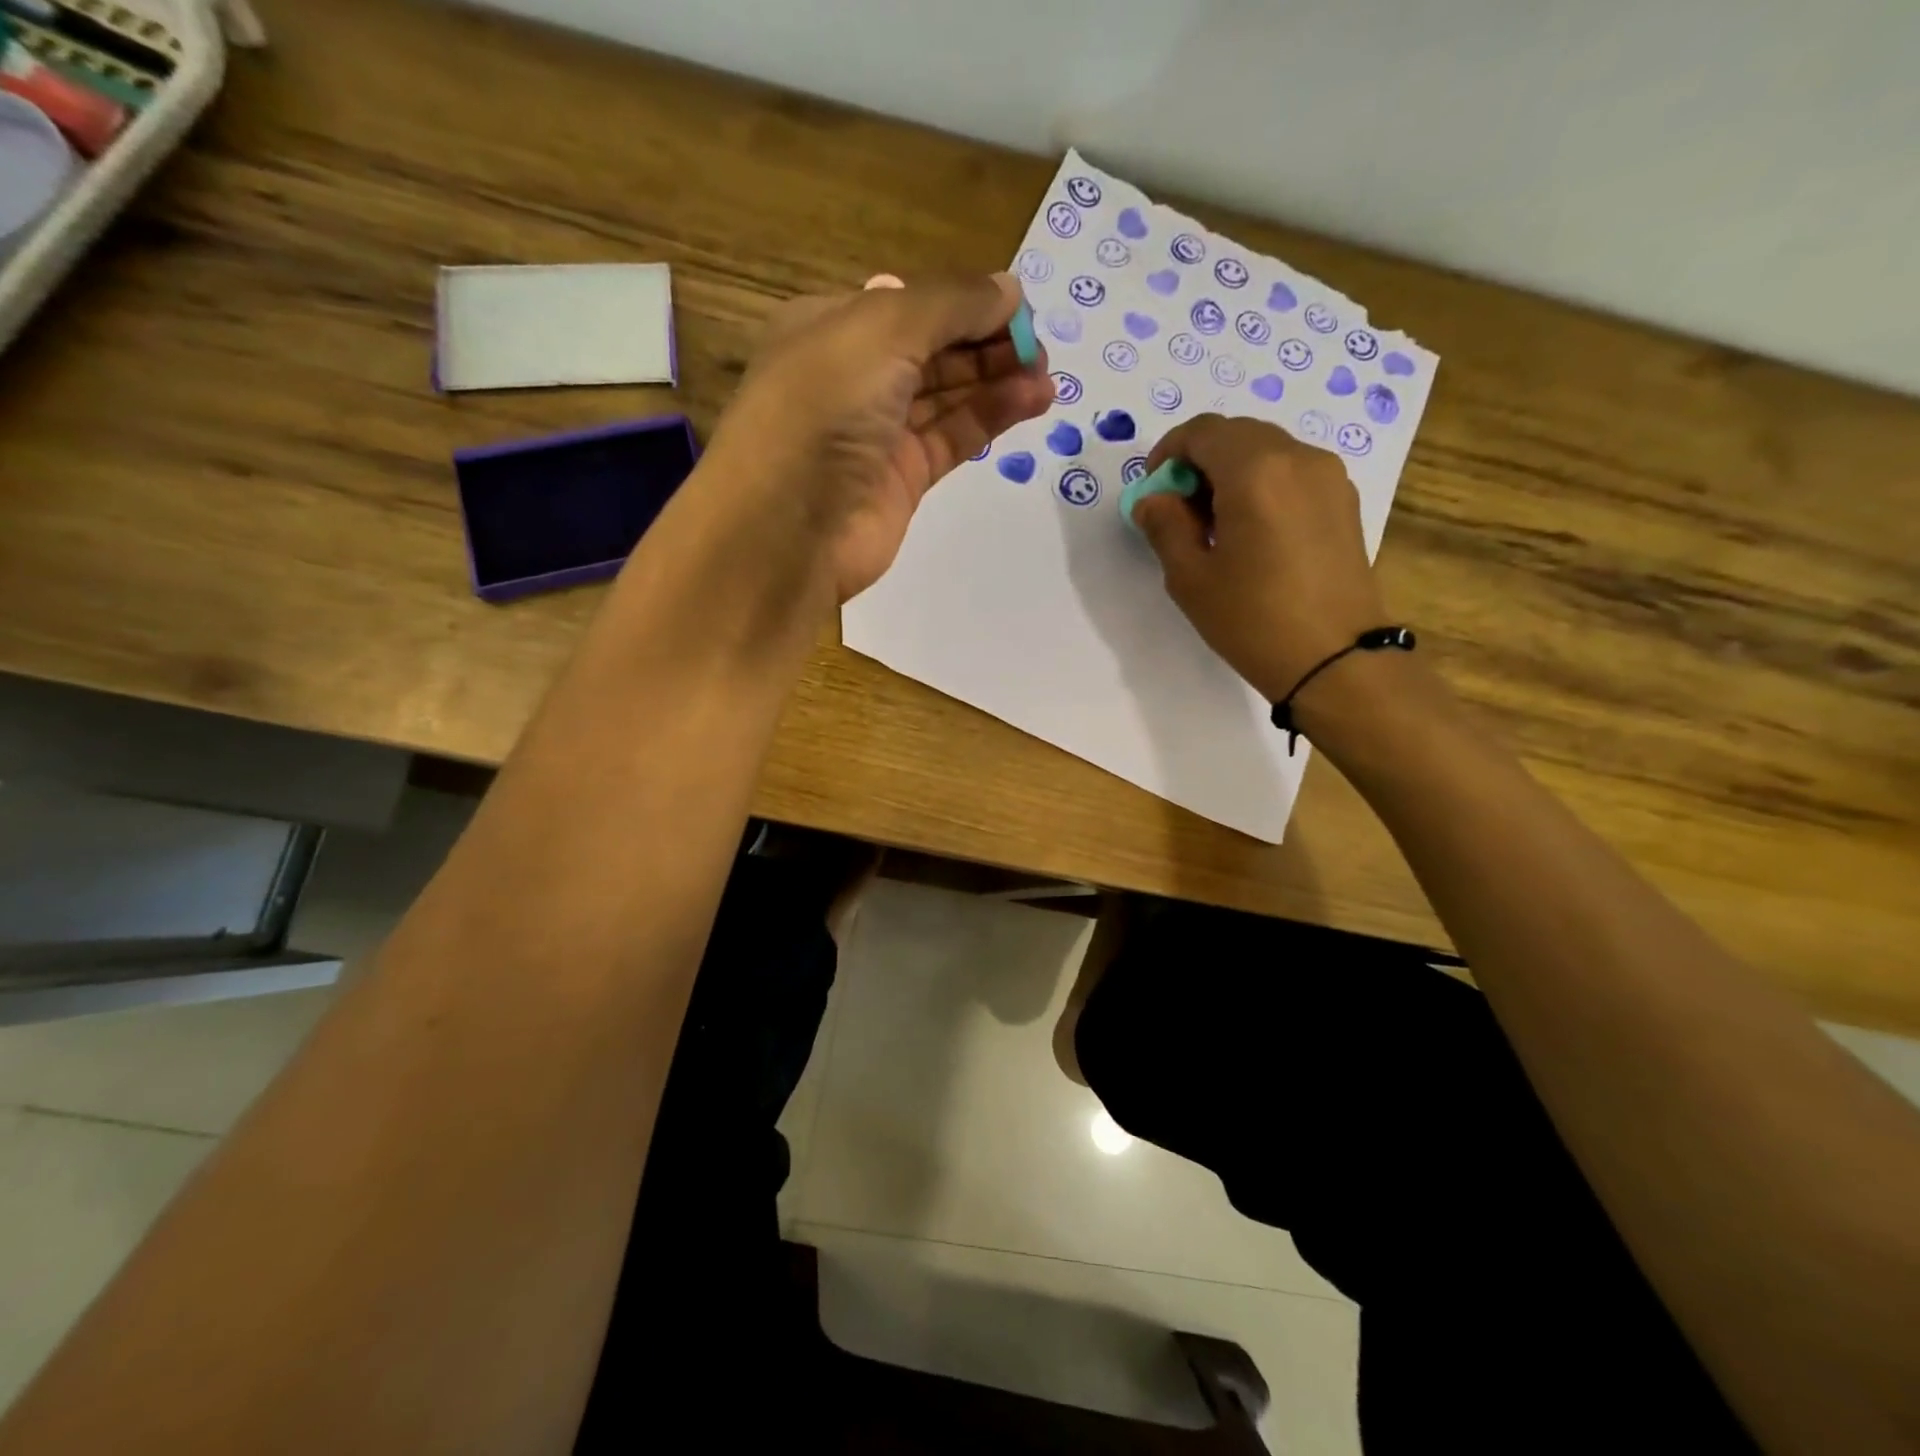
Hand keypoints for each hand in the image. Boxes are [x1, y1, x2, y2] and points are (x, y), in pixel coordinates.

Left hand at [701, 273, 1053, 602]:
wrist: (789, 525)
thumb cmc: (824, 406)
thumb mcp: (884, 328)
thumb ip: (952, 304)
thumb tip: (1010, 289)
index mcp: (833, 328)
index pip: (910, 306)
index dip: (965, 304)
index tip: (1019, 308)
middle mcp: (854, 378)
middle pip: (933, 351)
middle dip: (986, 343)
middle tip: (1038, 349)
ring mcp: (878, 434)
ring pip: (947, 396)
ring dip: (997, 381)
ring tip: (1046, 377)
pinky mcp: (902, 481)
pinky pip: (952, 438)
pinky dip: (989, 418)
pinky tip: (1029, 402)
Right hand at [1132, 415, 1388, 701]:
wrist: (1334, 659)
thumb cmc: (1252, 620)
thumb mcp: (1190, 578)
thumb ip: (1164, 526)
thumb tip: (1154, 499)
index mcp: (1255, 471)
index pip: (1203, 431)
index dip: (1169, 452)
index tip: (1155, 489)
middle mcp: (1298, 458)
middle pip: (1237, 435)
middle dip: (1201, 462)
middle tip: (1181, 511)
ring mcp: (1329, 476)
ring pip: (1267, 451)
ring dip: (1232, 473)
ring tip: (1217, 527)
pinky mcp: (1344, 500)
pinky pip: (1293, 472)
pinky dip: (1263, 485)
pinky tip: (1253, 533)